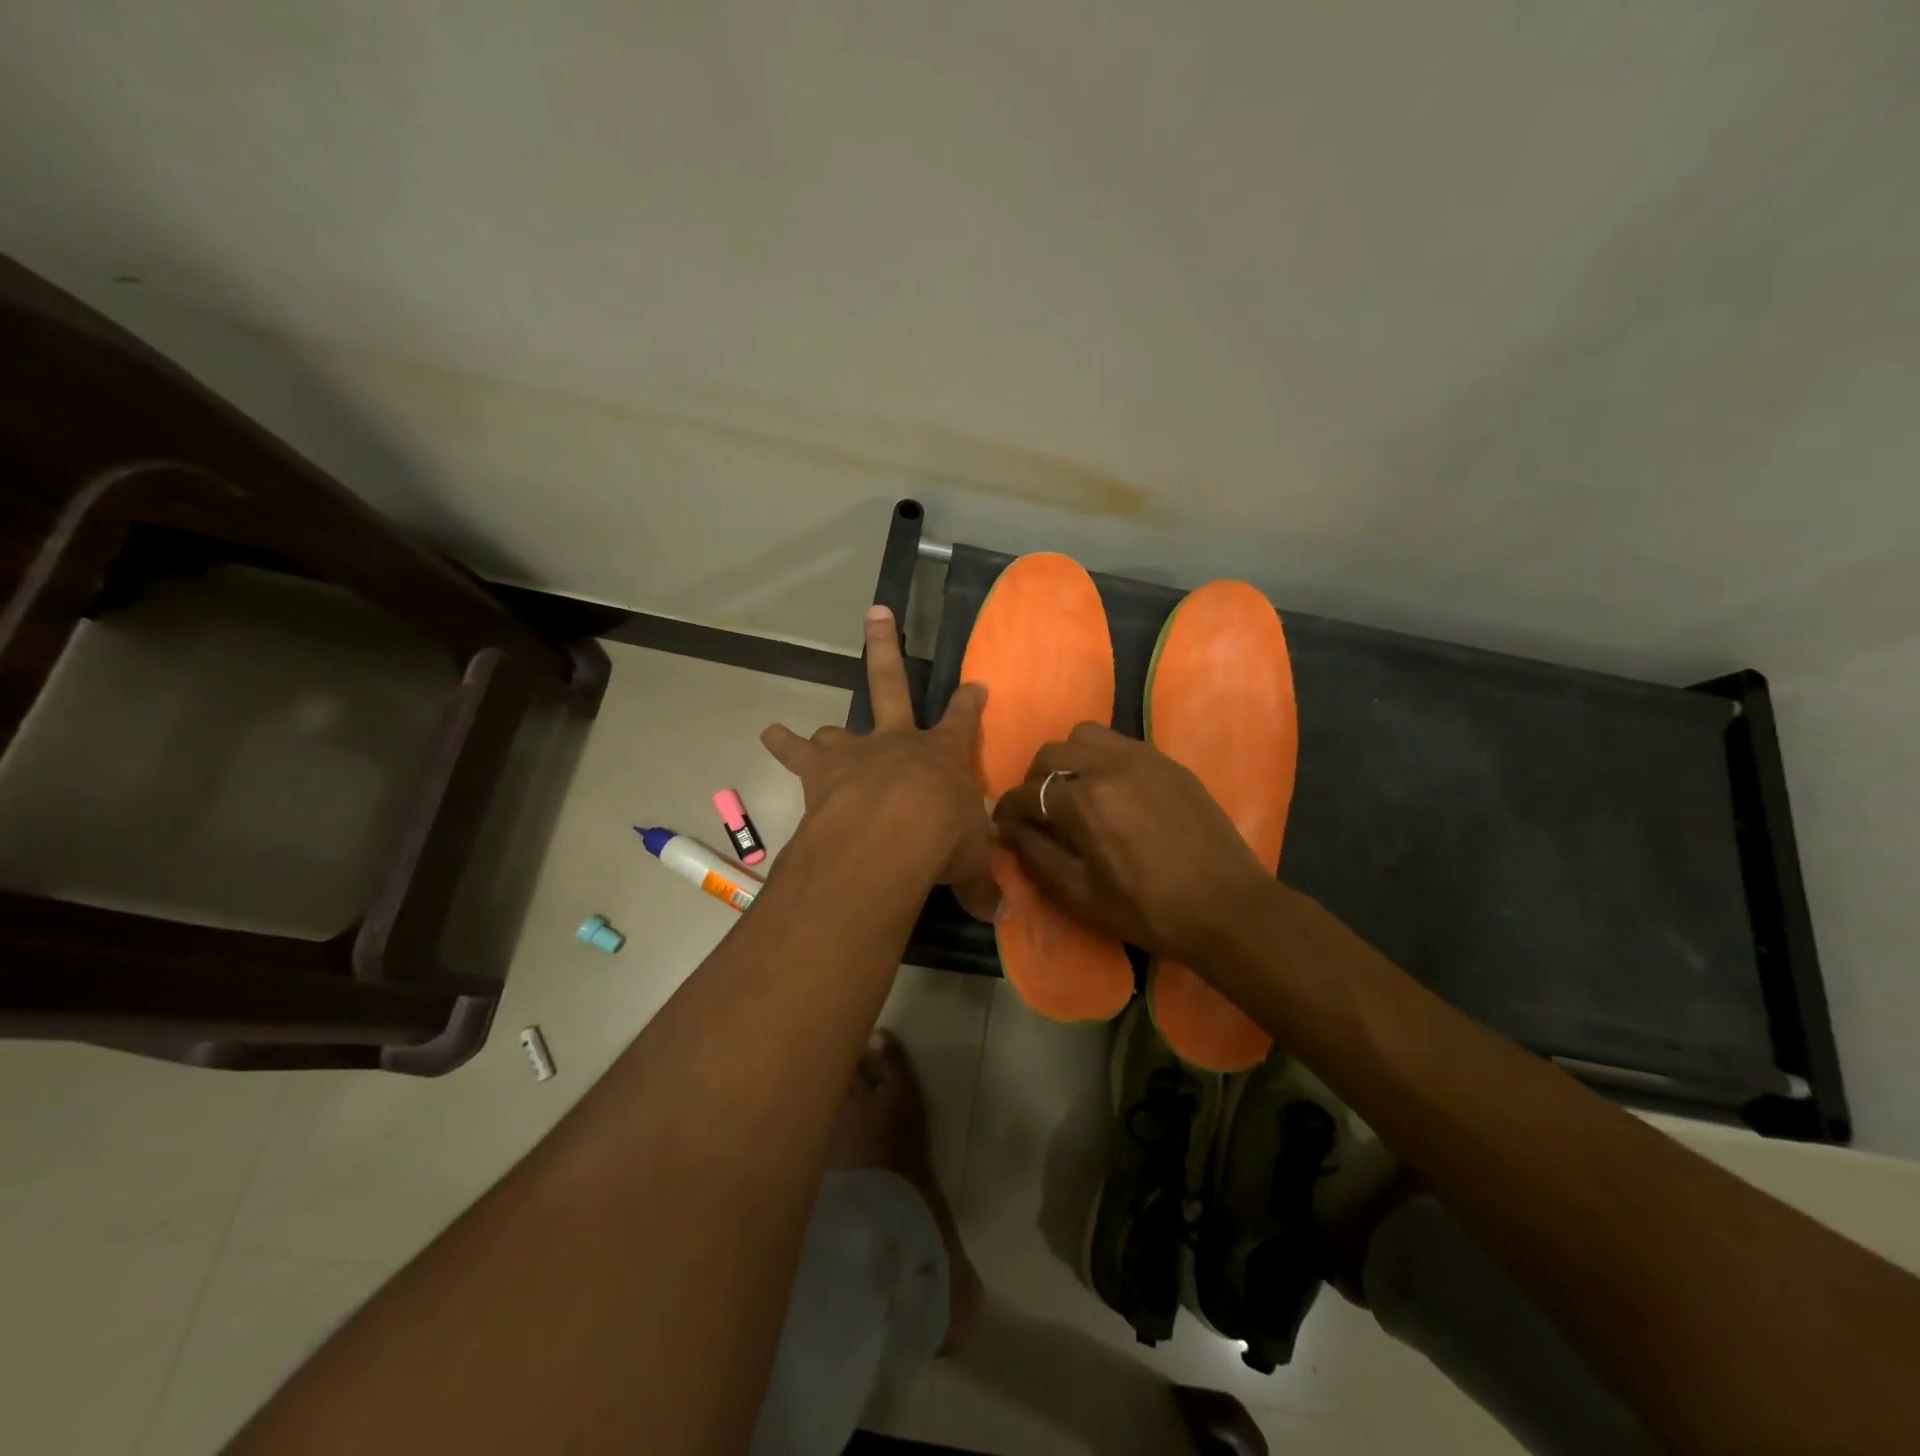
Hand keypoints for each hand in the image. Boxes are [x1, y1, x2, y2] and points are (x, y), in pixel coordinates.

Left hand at [762, 606, 998, 921]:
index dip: (970, 703)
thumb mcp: (970, 864)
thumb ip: (982, 885)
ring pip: (839, 729)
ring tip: (809, 733)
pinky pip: (798, 754)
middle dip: (886, 647)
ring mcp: (858, 752)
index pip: (964, 721)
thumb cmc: (942, 841)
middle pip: (893, 684)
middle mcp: (899, 743)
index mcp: (944, 757)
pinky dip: (784, 745)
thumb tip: (1003, 915)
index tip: (976, 683)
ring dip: (827, 732)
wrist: (891, 834)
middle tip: (877, 611)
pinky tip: (769, 735)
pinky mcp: (822, 772)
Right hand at [992, 723, 1270, 964]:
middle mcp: (1109, 765)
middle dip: (1034, 780)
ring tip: (1075, 789)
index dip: (1007, 809)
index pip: (1028, 793)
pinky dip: (1103, 758)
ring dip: (1069, 758)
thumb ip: (1037, 855)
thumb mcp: (1081, 893)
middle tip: (1038, 809)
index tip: (1001, 823)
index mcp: (1084, 800)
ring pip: (1086, 736)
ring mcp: (1143, 758)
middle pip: (1052, 753)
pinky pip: (1121, 744)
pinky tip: (1113, 791)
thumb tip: (1009, 830)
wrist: (1227, 907)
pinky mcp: (1168, 762)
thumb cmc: (1148, 910)